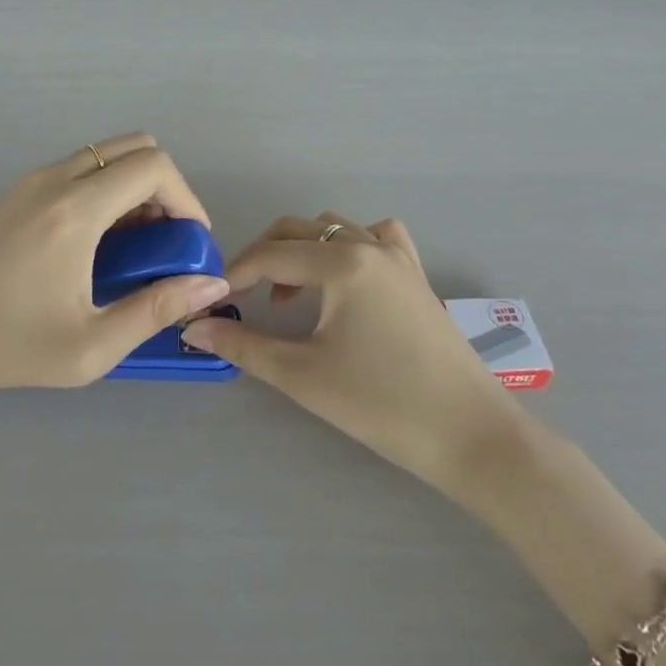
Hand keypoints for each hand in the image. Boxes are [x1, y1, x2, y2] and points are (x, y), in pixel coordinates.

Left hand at [0, 135, 230, 397]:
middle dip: (164, 186)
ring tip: (133, 245)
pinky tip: (93, 244)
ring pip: (104, 155)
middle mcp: (55, 180)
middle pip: (134, 146)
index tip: (190, 241)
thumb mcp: (91, 346)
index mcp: (76, 210)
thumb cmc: (8, 345)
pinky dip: (103, 190)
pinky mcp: (14, 192)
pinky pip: (76, 169)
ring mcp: (30, 181)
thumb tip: (209, 283)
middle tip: (165, 238)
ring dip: (133, 187)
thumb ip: (156, 309)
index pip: (154, 166)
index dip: (187, 197)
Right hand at [181, 214, 520, 486]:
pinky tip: (344, 281)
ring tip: (290, 297)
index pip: (269, 256)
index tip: (208, 303)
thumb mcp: (302, 375)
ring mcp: (399, 257)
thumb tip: (195, 329)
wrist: (470, 435)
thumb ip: (243, 346)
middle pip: (298, 231)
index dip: (232, 276)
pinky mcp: (417, 275)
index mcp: (341, 262)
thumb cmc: (381, 405)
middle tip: (242, 299)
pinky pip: (376, 239)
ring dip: (303, 251)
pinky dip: (349, 247)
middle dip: (262, 258)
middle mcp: (369, 245)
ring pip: (335, 230)